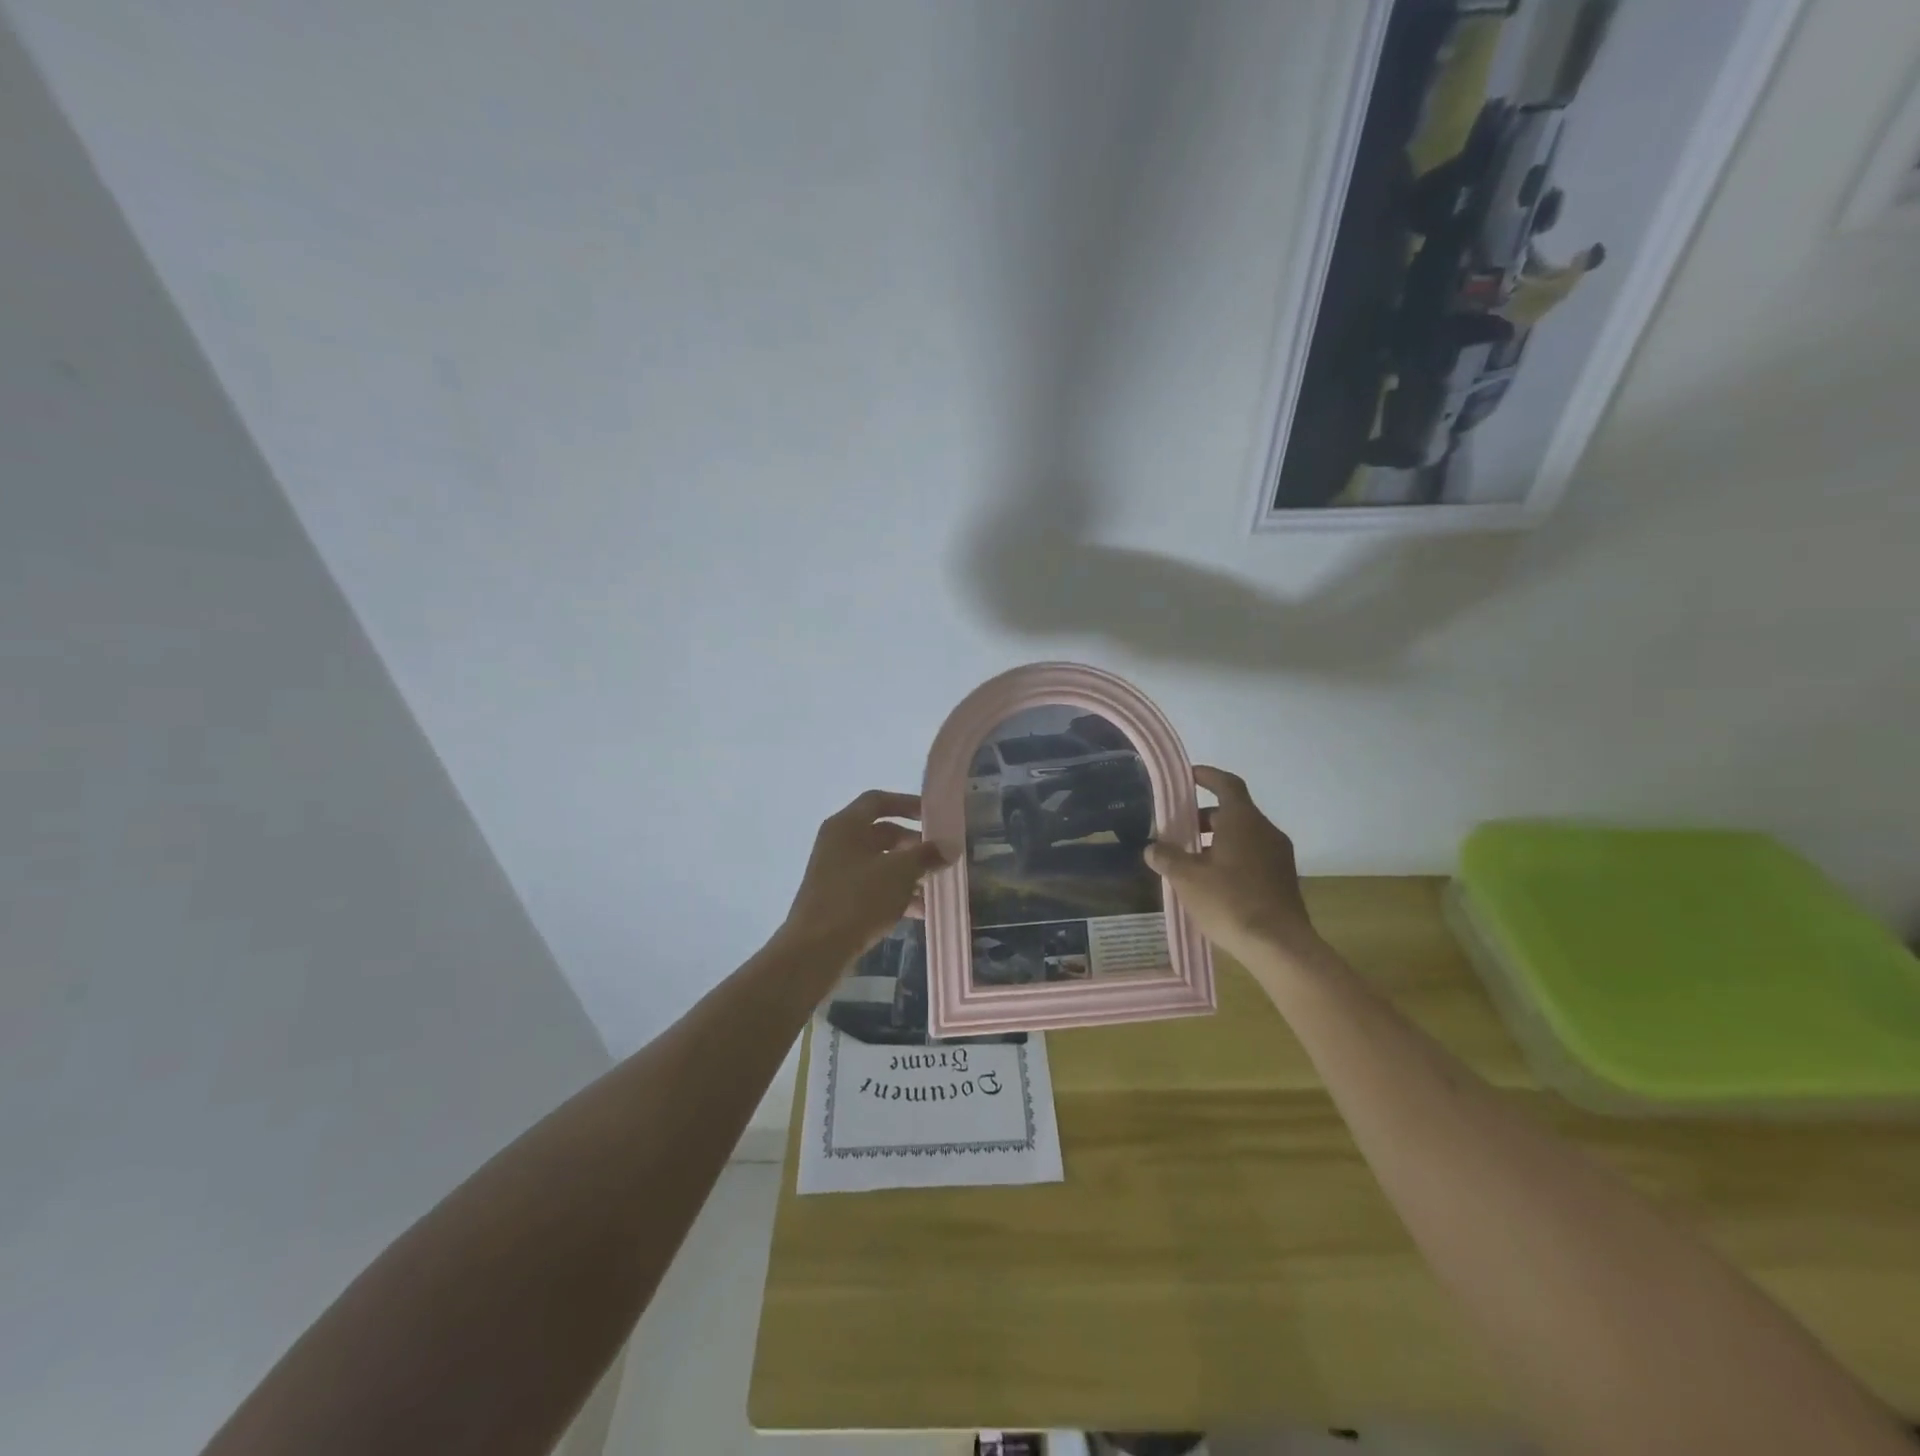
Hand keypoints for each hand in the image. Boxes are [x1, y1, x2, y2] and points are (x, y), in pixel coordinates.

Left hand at [778, 790, 947, 971]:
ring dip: (909, 872)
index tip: (933, 815)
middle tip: (940, 855)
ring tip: (936, 885)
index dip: (907, 803)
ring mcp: (837, 873)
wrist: (816, 950)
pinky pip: (873, 887)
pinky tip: (921, 910)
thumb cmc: (858, 898)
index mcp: (846, 826)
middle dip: (913, 844)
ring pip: (880, 863)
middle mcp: (839, 843)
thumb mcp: (899, 872)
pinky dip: (896, 893)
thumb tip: (948, 847)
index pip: (879, 801)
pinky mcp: (839, 900)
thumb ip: (926, 855)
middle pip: (881, 833)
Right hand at [1144, 766, 1325, 968]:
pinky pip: (1254, 855)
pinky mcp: (1283, 879)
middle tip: (1178, 829)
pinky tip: (1213, 881)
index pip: (1226, 784)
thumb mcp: (1187, 879)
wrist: (1279, 945)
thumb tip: (1152, 847)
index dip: (1207, 776)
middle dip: (1204, 817)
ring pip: (1244, 836)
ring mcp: (1279, 855)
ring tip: (1191, 860)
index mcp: (1243, 820)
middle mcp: (1265, 830)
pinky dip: (1232, 857)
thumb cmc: (1230, 901)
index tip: (1188, 776)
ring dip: (1217, 840)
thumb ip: (1167, 858)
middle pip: (1233, 811)